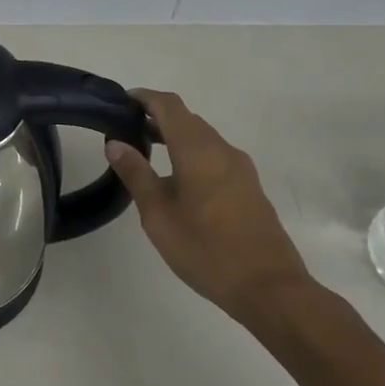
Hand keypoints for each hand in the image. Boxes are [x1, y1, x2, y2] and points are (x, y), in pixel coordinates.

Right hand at [103, 89, 312, 328]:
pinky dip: (191, 154)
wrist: (269, 287)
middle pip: (187, 119)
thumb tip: (116, 143)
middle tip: (126, 129)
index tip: (120, 102)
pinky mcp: (249, 187)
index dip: (144, 97)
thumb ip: (136, 174)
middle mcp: (223, 150)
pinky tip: (176, 180)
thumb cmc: (205, 249)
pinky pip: (215, 156)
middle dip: (157, 117)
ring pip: (203, 138)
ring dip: (175, 137)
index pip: (169, 105)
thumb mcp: (158, 214)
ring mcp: (241, 169)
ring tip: (146, 152)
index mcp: (199, 150)